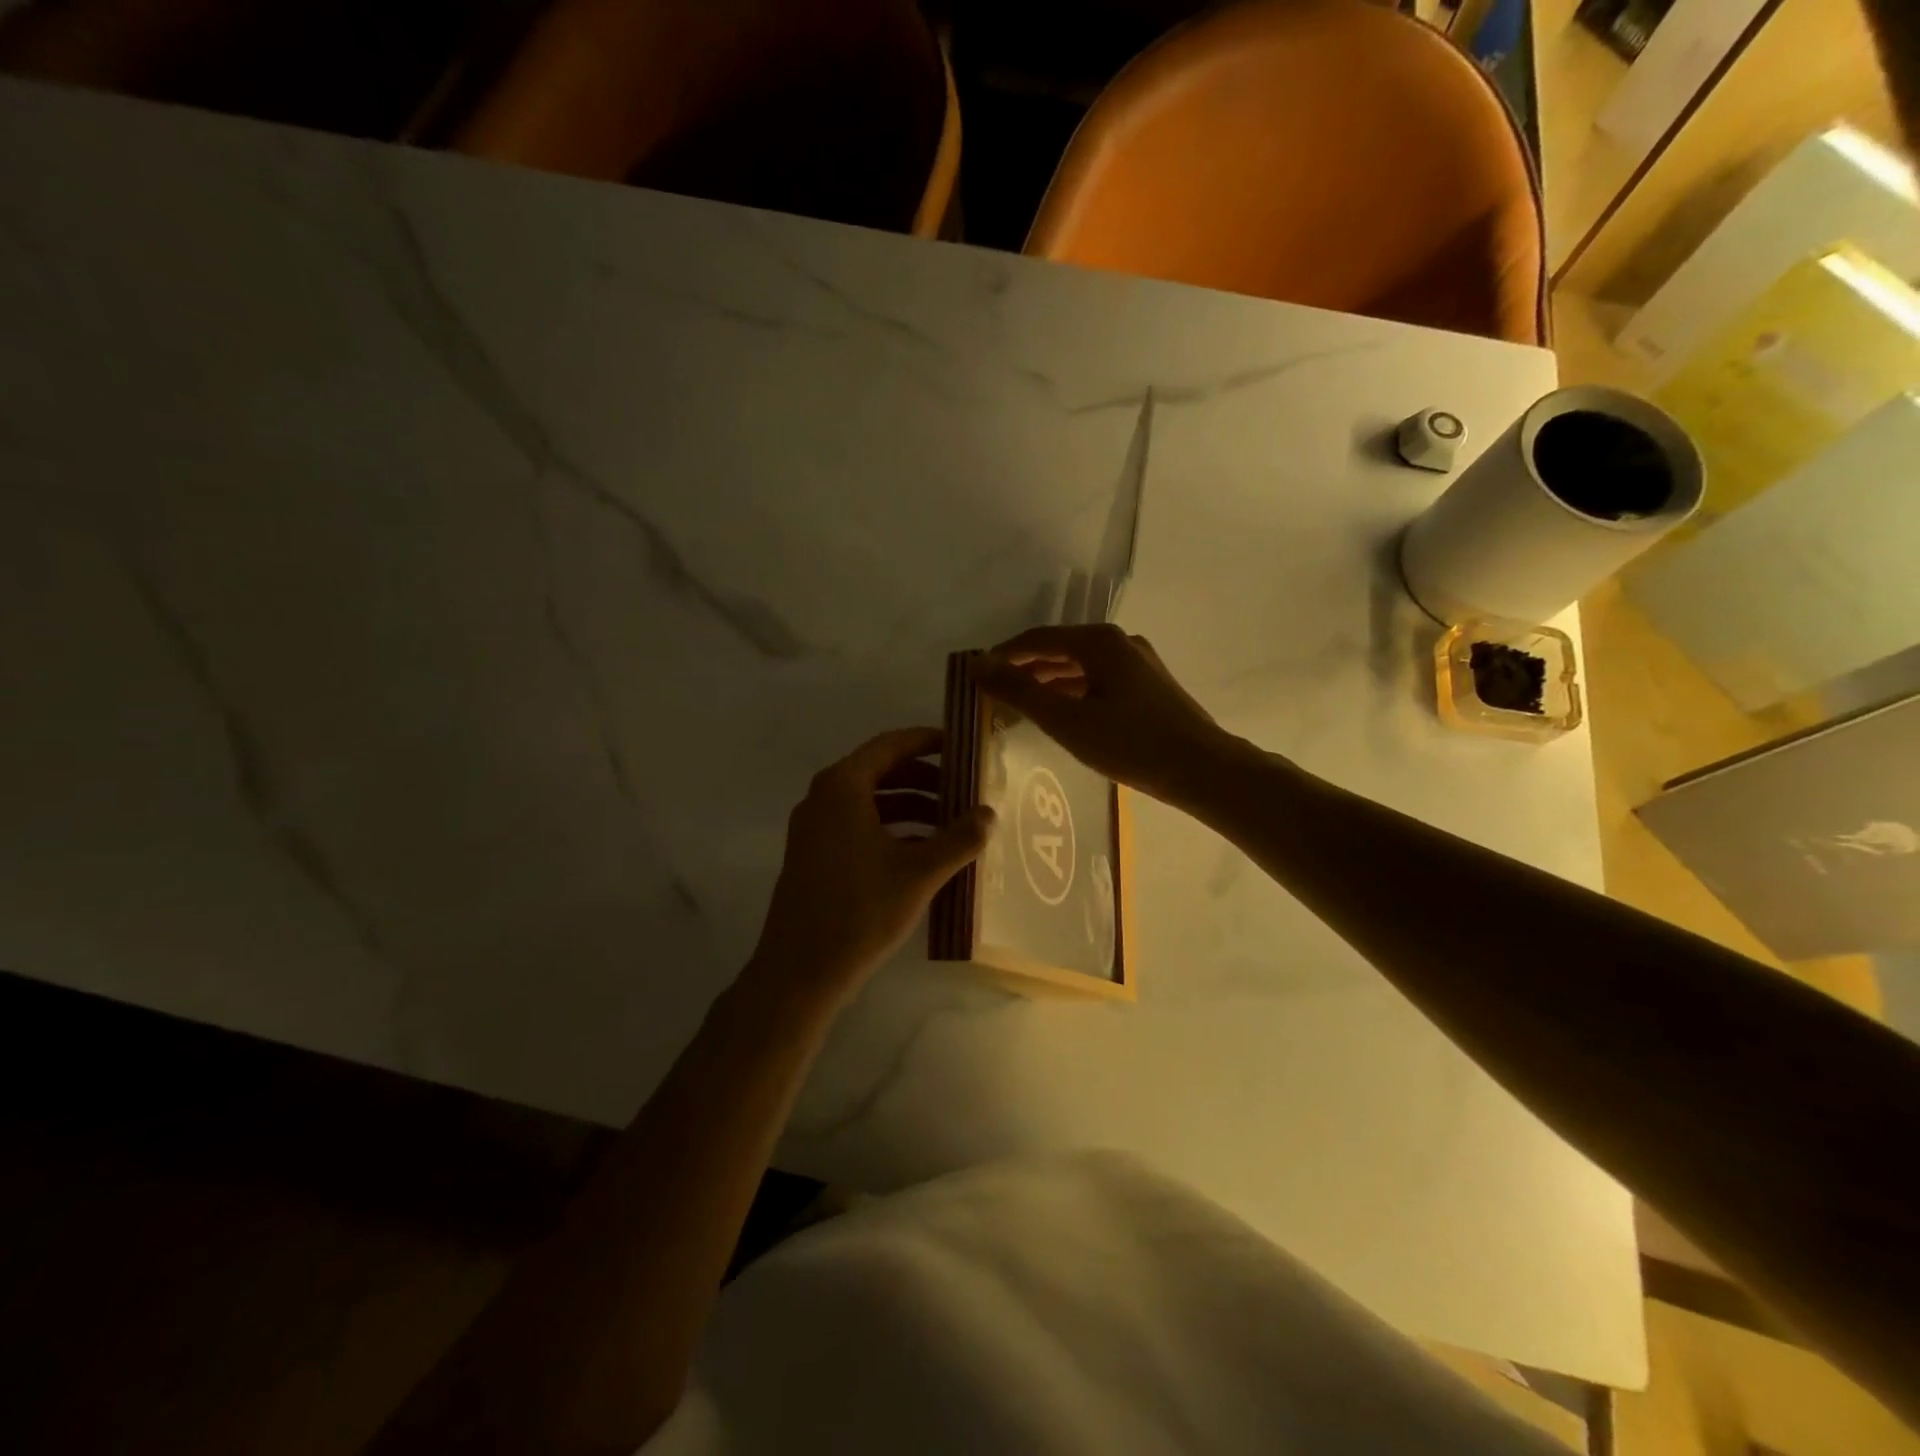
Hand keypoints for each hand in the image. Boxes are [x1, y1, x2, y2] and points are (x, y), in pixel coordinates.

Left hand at [747, 728, 993, 1003]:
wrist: (800, 971)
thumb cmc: (860, 911)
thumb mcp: (919, 873)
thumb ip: (959, 838)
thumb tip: (989, 813)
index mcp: (843, 787)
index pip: (891, 744)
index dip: (929, 741)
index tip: (962, 747)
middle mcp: (823, 797)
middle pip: (882, 771)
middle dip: (926, 778)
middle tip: (966, 789)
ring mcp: (814, 827)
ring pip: (871, 801)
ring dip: (912, 806)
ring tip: (952, 823)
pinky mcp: (813, 854)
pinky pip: (858, 825)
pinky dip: (892, 828)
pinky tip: (924, 852)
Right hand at [972, 624, 1233, 804]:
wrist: (1203, 770)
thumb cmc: (1130, 744)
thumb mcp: (1066, 720)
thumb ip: (1020, 692)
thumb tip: (978, 666)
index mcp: (1099, 642)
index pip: (1038, 638)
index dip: (1004, 654)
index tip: (977, 672)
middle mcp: (1120, 643)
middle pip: (1060, 649)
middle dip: (1026, 667)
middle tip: (994, 690)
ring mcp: (1138, 664)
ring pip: (1081, 666)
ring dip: (1049, 680)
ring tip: (1021, 702)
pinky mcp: (1149, 686)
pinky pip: (1099, 680)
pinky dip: (1073, 691)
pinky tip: (1062, 712)